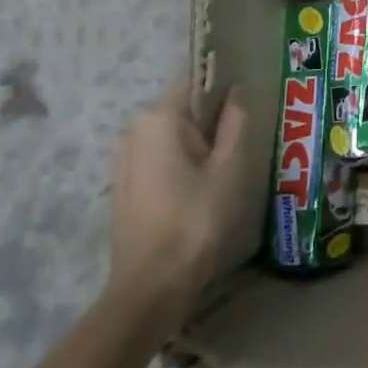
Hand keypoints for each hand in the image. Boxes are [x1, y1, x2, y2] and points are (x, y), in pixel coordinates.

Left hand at [106, 82, 248, 330]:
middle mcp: (133, 130)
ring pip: (171, 135)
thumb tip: (237, 91)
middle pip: (182, 109)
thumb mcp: (229, 167)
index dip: (223, 90)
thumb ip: (235, 122)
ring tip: (225, 169)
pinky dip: (181, 162)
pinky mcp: (123, 184)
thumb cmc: (196, 219)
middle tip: (241, 145)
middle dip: (211, 121)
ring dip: (197, 144)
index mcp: (158, 118)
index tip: (245, 108)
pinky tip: (201, 187)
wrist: (152, 285)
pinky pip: (158, 157)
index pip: (195, 82)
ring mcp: (122, 159)